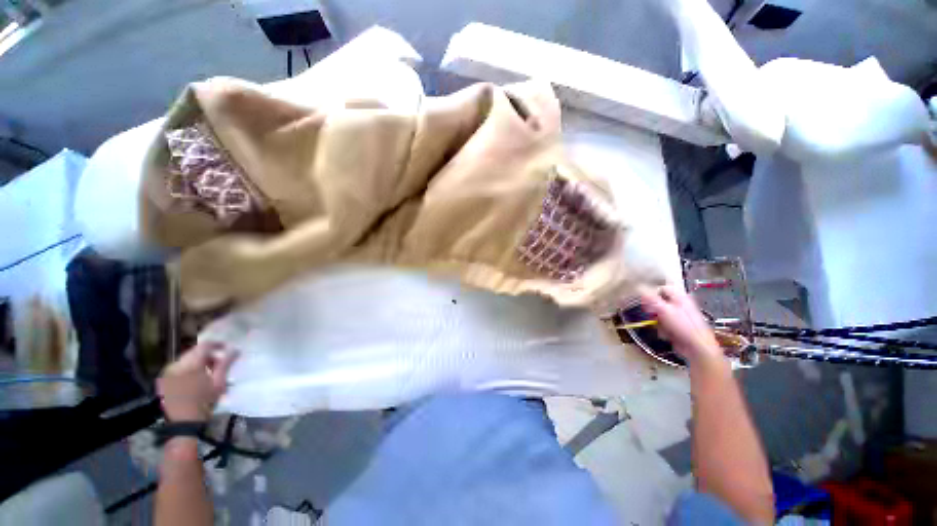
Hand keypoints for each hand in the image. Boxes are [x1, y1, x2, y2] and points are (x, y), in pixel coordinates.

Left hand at [157, 342, 238, 421]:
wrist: (184, 422)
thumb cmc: (204, 401)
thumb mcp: (218, 382)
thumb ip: (226, 363)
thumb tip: (235, 349)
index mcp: (190, 364)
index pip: (204, 346)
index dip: (217, 344)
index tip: (227, 348)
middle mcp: (176, 365)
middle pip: (194, 352)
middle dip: (208, 355)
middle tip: (220, 362)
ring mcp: (168, 372)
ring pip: (186, 359)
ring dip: (199, 361)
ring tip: (209, 371)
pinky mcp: (165, 380)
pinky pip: (179, 367)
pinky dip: (190, 368)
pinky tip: (197, 377)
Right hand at [640, 285, 722, 364]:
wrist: (697, 347)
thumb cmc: (682, 325)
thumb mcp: (664, 309)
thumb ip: (651, 299)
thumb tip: (639, 288)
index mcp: (680, 297)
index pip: (662, 289)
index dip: (652, 293)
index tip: (644, 301)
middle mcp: (680, 304)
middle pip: (660, 302)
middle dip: (653, 310)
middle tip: (651, 315)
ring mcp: (680, 316)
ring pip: (660, 314)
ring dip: (657, 321)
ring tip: (661, 326)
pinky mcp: (678, 327)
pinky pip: (664, 324)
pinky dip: (662, 328)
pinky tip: (666, 333)